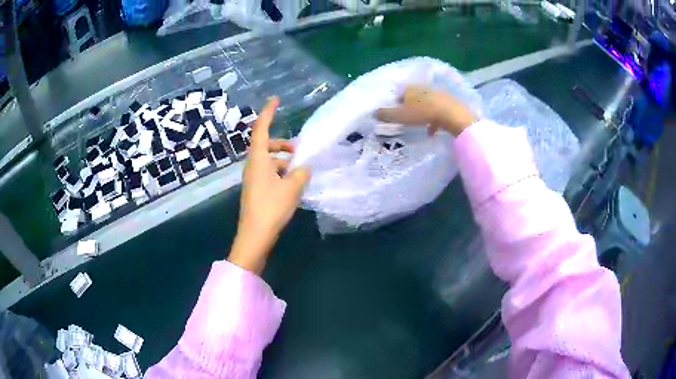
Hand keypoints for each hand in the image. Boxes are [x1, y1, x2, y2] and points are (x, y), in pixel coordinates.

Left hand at [228, 97, 310, 273]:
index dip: (268, 112)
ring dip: (283, 161)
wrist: (254, 236)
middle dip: (282, 144)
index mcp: (258, 159)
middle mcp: (252, 166)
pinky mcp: (255, 190)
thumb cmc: (271, 207)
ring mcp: (252, 179)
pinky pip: (268, 174)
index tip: (276, 100)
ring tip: (300, 172)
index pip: (260, 129)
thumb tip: (304, 166)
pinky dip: (280, 173)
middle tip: (299, 151)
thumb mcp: (292, 187)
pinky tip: (293, 185)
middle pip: (265, 145)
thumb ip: (301, 172)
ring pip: (268, 161)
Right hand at [376, 85, 476, 136]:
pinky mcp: (449, 102)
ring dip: (422, 113)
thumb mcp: (400, 116)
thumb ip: (386, 114)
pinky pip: (438, 111)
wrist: (451, 114)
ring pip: (426, 104)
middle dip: (410, 107)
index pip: (400, 94)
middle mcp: (423, 88)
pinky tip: (431, 131)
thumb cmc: (422, 113)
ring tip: (419, 125)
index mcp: (411, 88)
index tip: (395, 114)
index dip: (396, 104)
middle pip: (413, 97)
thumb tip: (374, 112)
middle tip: (407, 119)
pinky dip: (433, 120)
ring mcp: (437, 94)